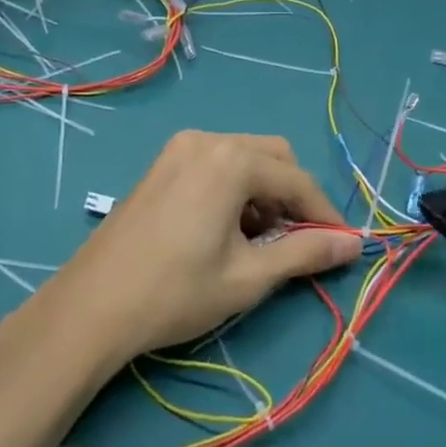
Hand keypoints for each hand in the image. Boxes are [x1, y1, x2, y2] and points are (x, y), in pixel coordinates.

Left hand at [47, 130, 361, 364]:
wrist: (92, 306)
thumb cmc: (176, 292)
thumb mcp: (249, 277)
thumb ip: (305, 253)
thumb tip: (354, 245)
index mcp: (232, 160)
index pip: (297, 181)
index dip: (324, 214)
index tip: (342, 245)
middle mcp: (208, 140)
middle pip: (273, 157)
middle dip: (292, 197)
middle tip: (293, 242)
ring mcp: (179, 148)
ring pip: (245, 158)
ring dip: (263, 192)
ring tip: (256, 241)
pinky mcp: (162, 164)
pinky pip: (216, 163)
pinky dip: (234, 188)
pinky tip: (224, 229)